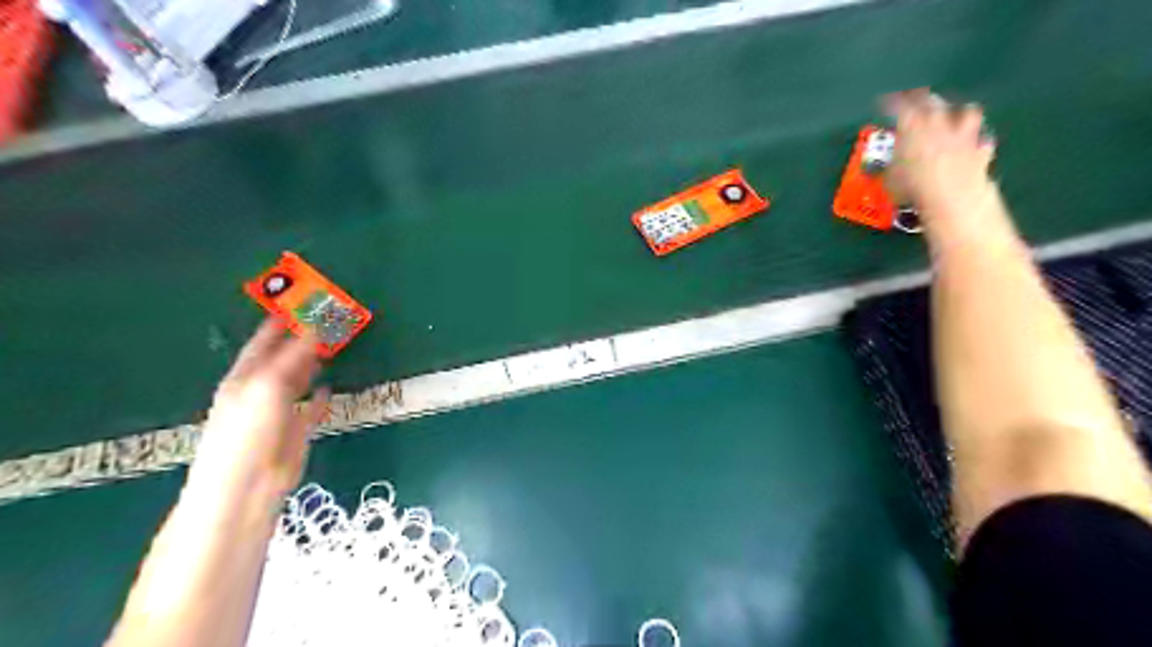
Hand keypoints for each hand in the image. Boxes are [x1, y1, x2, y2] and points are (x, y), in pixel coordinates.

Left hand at [184, 318, 328, 509]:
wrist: (246, 487)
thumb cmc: (249, 432)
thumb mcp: (269, 385)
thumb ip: (294, 356)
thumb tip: (318, 327)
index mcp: (246, 375)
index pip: (264, 340)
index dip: (282, 320)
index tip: (305, 300)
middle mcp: (260, 389)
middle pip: (284, 356)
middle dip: (303, 338)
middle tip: (330, 319)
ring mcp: (279, 410)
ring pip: (299, 379)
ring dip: (314, 362)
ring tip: (334, 344)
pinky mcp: (296, 430)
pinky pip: (311, 407)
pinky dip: (321, 396)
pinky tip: (330, 387)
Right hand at [885, 88, 994, 219]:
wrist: (951, 196)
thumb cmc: (912, 187)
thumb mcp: (889, 179)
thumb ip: (888, 166)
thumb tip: (881, 167)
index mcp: (912, 127)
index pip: (899, 107)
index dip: (891, 103)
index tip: (884, 102)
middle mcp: (939, 124)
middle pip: (932, 102)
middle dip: (922, 99)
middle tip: (915, 99)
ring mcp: (963, 135)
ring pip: (966, 112)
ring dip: (959, 112)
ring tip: (953, 114)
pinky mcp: (980, 150)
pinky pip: (982, 141)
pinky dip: (978, 141)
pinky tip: (975, 143)